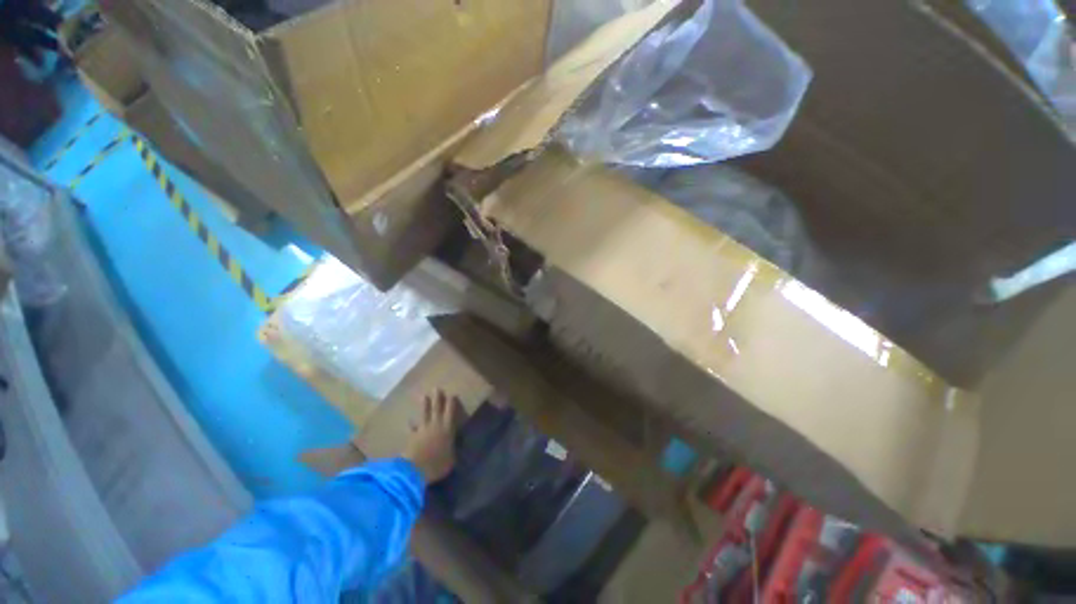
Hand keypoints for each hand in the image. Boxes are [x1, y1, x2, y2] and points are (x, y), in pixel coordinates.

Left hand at [403, 390, 460, 483]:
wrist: (415, 470)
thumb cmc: (437, 464)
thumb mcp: (451, 459)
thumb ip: (452, 451)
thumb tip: (454, 447)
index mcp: (447, 429)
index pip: (450, 412)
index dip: (451, 403)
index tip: (452, 394)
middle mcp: (435, 425)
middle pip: (437, 408)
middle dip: (438, 398)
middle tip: (437, 388)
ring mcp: (422, 430)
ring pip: (424, 414)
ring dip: (425, 405)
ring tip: (424, 396)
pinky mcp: (411, 437)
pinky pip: (412, 428)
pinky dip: (411, 424)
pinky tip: (409, 421)